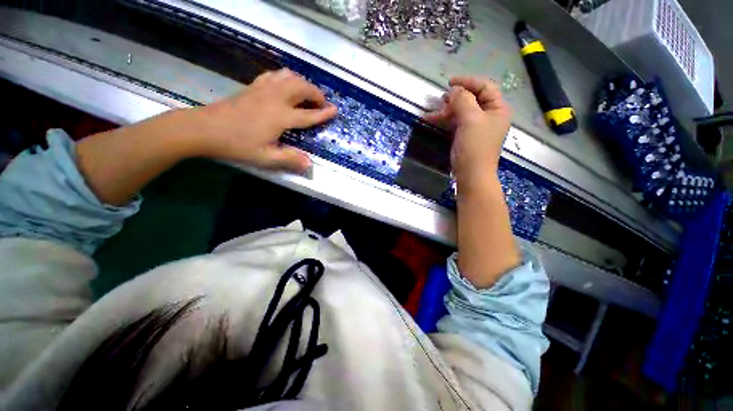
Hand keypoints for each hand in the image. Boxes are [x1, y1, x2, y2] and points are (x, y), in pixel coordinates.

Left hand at [192, 69, 336, 171]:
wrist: (205, 128)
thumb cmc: (237, 144)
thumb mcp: (265, 157)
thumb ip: (290, 159)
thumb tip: (310, 164)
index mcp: (281, 117)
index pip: (308, 115)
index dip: (324, 113)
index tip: (335, 110)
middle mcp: (275, 98)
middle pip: (301, 87)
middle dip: (315, 93)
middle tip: (321, 103)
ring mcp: (263, 89)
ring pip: (289, 77)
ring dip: (302, 83)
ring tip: (307, 93)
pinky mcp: (253, 86)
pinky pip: (274, 75)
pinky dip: (285, 78)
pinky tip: (285, 86)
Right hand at [425, 77, 510, 190]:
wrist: (471, 174)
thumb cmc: (475, 146)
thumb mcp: (470, 119)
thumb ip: (463, 100)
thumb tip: (454, 90)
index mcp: (497, 108)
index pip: (485, 87)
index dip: (468, 82)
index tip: (449, 83)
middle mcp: (489, 115)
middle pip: (472, 98)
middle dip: (455, 98)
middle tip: (441, 100)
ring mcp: (476, 126)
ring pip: (461, 111)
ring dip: (446, 110)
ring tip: (432, 112)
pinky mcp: (466, 135)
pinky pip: (455, 122)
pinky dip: (444, 120)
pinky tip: (431, 119)